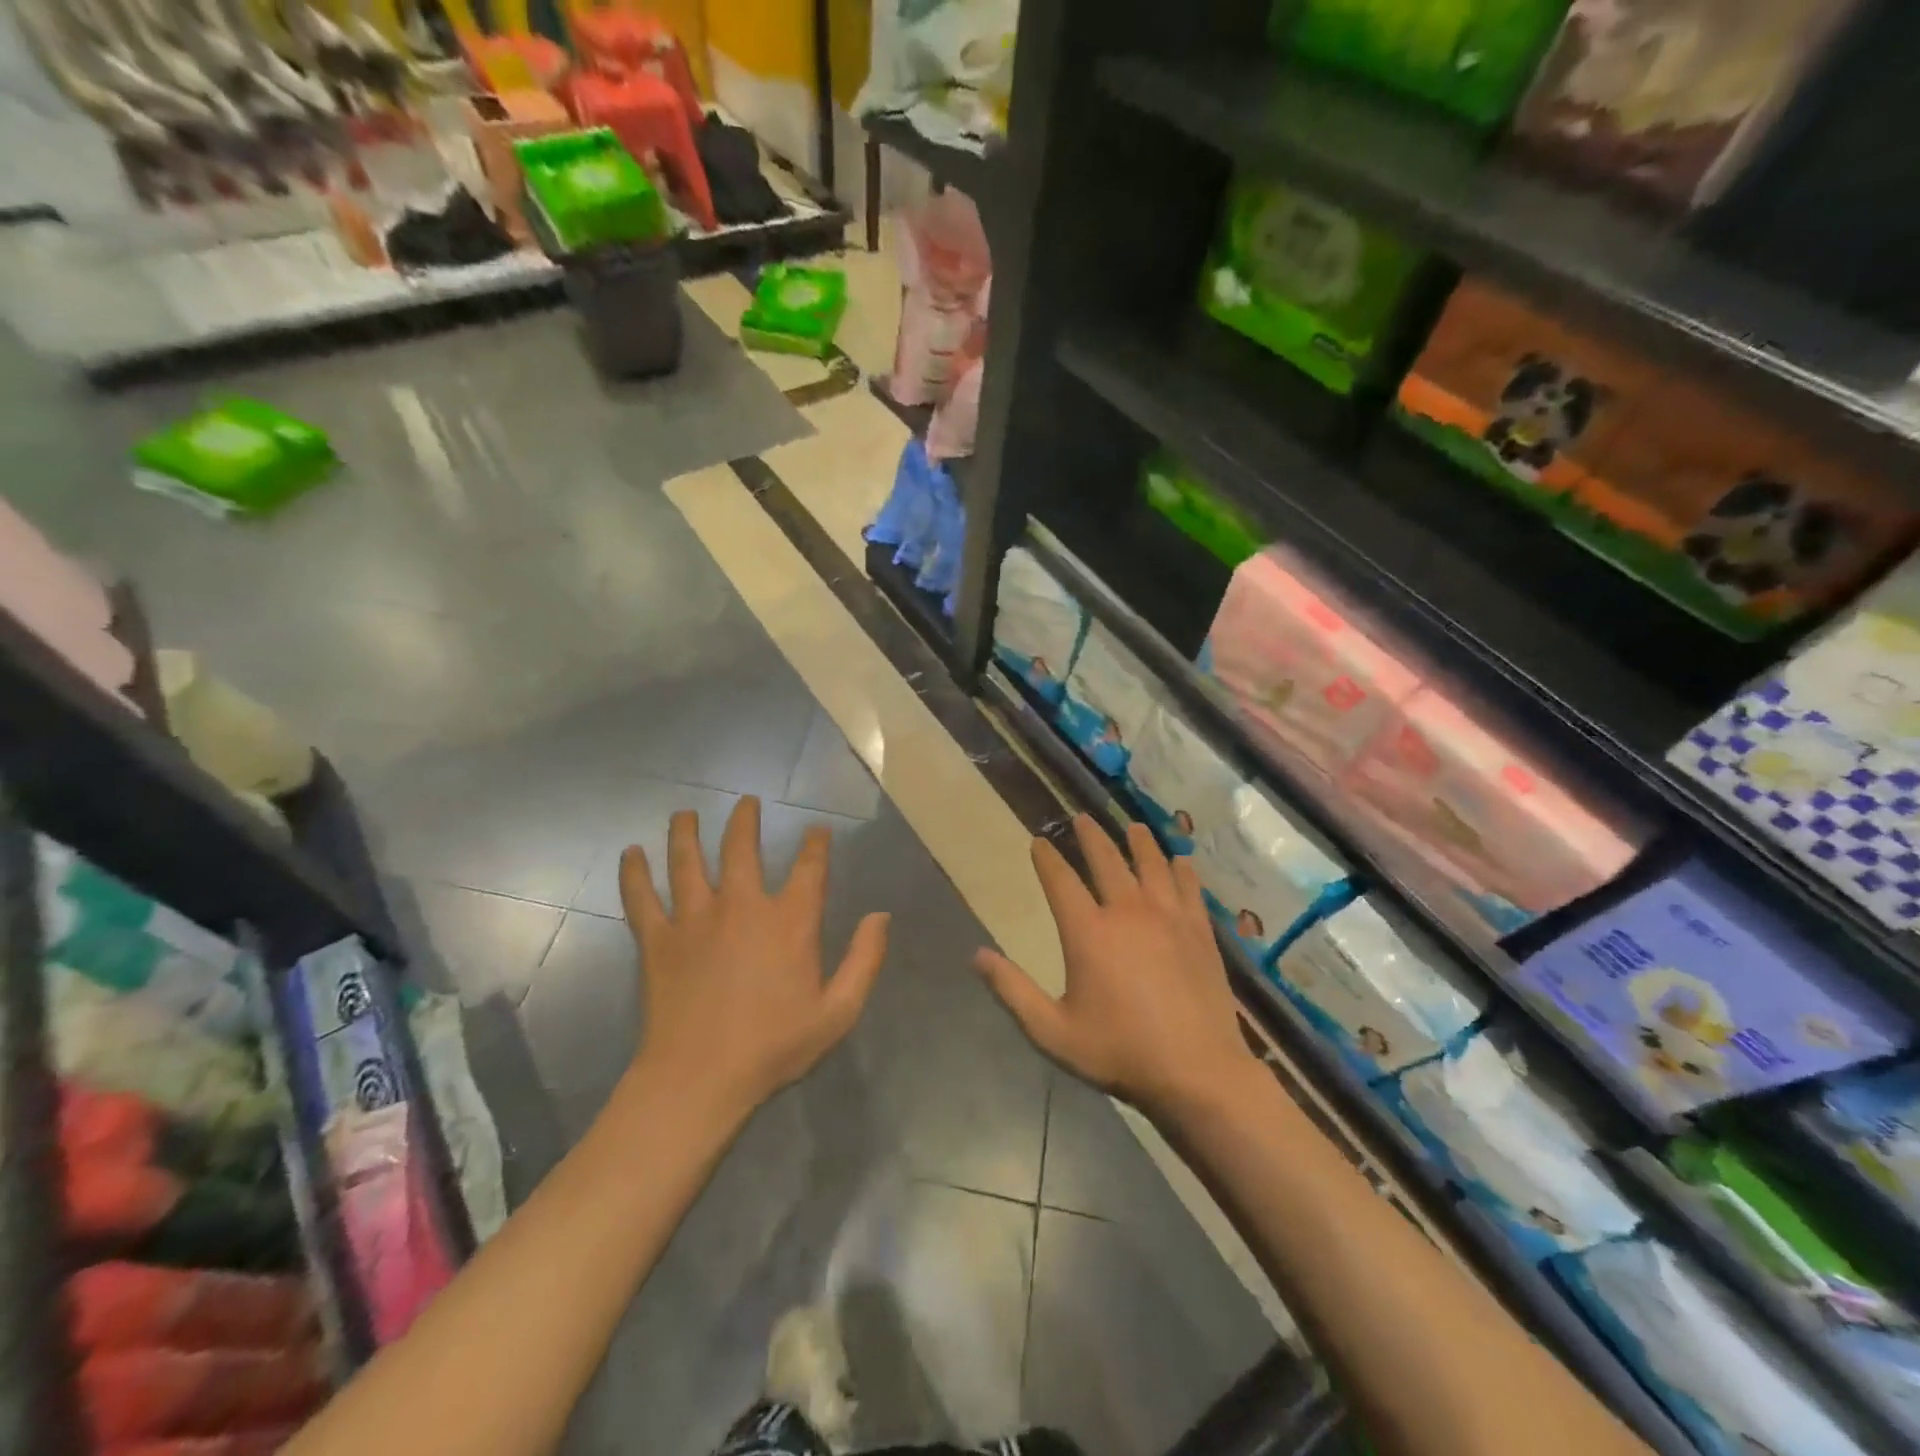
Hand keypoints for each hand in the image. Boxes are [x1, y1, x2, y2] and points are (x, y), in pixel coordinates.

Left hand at [619, 797, 888, 1115]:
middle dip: (746, 820)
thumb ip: (864, 960)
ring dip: (687, 833)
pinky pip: (642, 898)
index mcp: (789, 921)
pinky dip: (634, 874)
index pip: (809, 867)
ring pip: (688, 861)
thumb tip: (881, 915)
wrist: (700, 1080)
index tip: (817, 830)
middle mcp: (742, 906)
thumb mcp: (838, 1011)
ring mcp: (695, 919)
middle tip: (747, 802)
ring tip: (685, 813)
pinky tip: (630, 854)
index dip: (816, 843)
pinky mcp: (658, 940)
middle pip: (742, 848)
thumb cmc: (774, 1047)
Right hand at [975, 817, 1258, 1116]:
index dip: (1047, 859)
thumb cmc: (1120, 1052)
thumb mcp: (1052, 1031)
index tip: (1039, 842)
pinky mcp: (1200, 932)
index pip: (1061, 881)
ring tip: (1133, 827)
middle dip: (1091, 837)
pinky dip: (1183, 871)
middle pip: (1107, 861)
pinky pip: (1190, 889)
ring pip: (1152, 865)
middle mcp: (1127, 912)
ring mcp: (1169, 918)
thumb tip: (977, 955)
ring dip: (1139, 843)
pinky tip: (1182, 861)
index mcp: (1088, 932)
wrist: (1198, 1072)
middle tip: (1082, 818)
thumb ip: (1012, 991)